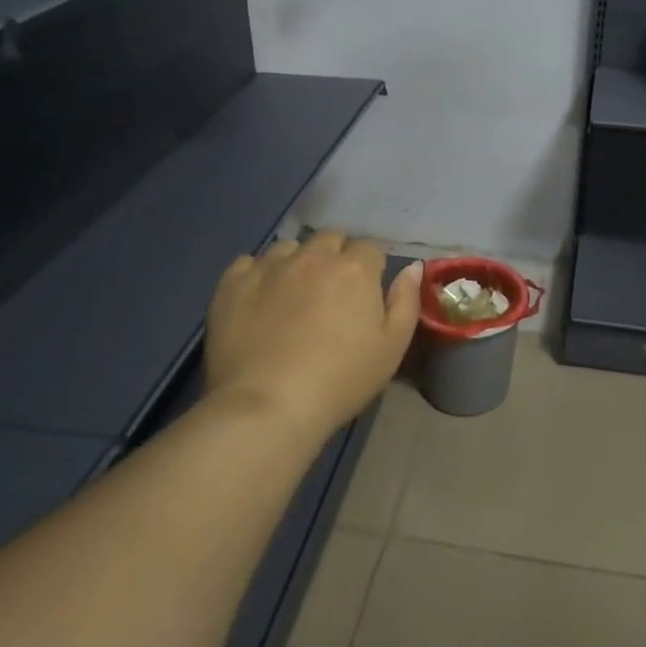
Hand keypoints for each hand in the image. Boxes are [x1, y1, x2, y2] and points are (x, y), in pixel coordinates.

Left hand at [205, 234, 421, 437]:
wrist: (268, 406)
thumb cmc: (341, 380)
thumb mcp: (392, 348)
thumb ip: (405, 301)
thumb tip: (413, 267)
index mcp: (354, 268)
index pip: (369, 249)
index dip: (370, 271)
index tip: (364, 297)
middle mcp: (312, 256)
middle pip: (330, 240)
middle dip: (335, 258)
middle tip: (331, 295)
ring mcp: (269, 266)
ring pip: (289, 248)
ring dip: (297, 263)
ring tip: (292, 296)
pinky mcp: (233, 283)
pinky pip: (249, 263)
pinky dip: (258, 275)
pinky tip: (259, 301)